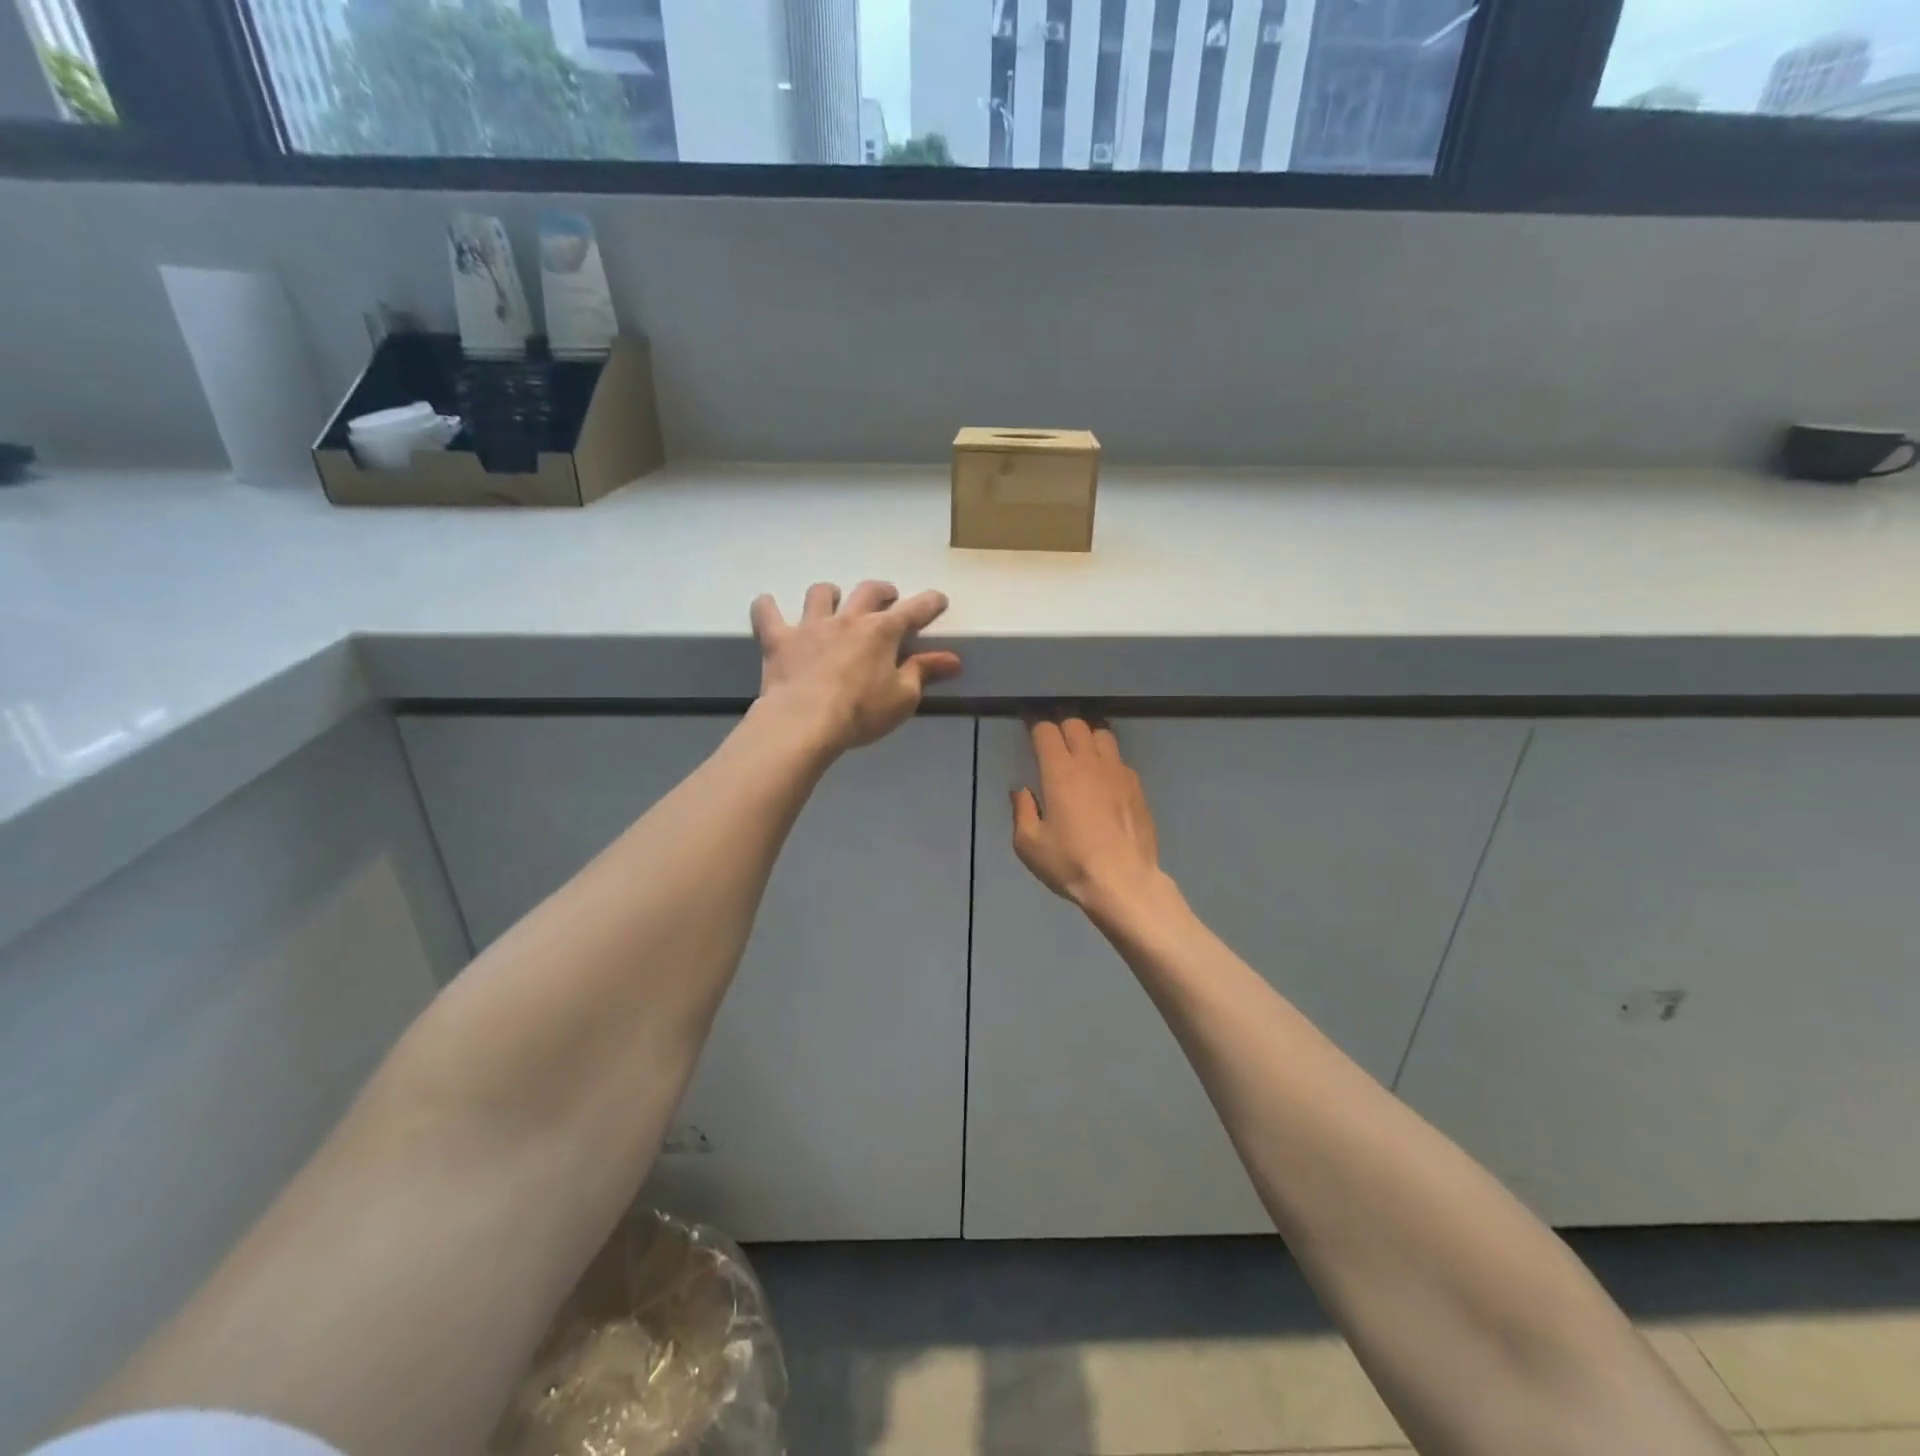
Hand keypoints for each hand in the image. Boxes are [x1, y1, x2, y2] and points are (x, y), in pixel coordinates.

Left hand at [749, 581, 961, 754]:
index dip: (929, 603)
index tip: (938, 600)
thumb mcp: (903, 697)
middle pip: (868, 592)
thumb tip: (953, 659)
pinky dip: (767, 607)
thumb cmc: (861, 712)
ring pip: (820, 595)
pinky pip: (767, 613)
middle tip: (888, 597)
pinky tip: (768, 606)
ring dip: (829, 594)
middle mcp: (847, 619)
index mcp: (882, 631)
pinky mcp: (779, 639)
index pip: (914, 610)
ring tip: (831, 600)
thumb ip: (925, 672)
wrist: (805, 722)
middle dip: (882, 591)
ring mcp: (810, 626)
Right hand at [1012, 717, 1170, 918]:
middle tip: (1052, 737)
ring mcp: (1118, 773)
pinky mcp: (1137, 787)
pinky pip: (1120, 760)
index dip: (1035, 725)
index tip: (1028, 728)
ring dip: (1088, 736)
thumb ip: (1022, 811)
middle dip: (1061, 725)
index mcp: (1059, 772)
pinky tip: (1103, 778)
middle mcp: (1090, 763)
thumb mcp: (1029, 844)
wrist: (1124, 882)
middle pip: (1076, 724)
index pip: (1046, 732)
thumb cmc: (1071, 863)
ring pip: (1103, 735)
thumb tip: (1021, 791)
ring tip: (1080, 749)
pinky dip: (1107, 759)